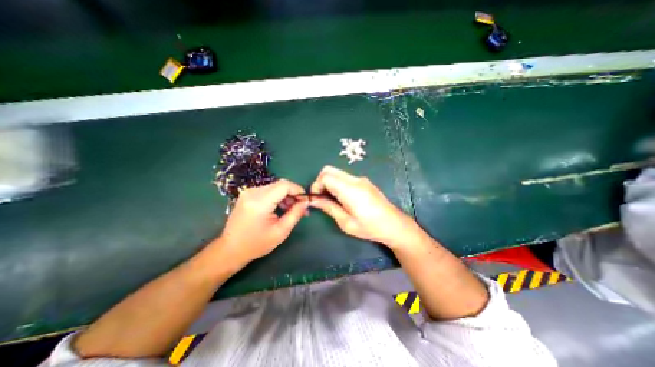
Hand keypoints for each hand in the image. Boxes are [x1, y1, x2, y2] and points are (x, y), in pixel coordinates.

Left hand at [215, 179, 307, 267]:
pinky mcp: (248, 194)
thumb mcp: (280, 232)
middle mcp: (252, 192)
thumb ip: (295, 214)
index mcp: (260, 202)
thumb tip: (306, 202)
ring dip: (286, 196)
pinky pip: (268, 190)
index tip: (305, 201)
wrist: (230, 249)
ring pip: (275, 187)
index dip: (298, 190)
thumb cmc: (256, 244)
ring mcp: (248, 192)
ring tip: (291, 210)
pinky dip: (277, 197)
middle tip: (300, 208)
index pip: (284, 185)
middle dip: (293, 194)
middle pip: (280, 184)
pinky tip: (280, 208)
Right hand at [309, 167, 418, 249]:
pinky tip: (341, 198)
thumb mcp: (346, 223)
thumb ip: (329, 208)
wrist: (394, 225)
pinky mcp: (364, 181)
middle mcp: (355, 180)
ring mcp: (361, 179)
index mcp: (350, 190)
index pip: (326, 176)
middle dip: (320, 181)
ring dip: (329, 182)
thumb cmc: (370, 228)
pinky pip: (345, 177)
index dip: (316, 185)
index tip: (316, 199)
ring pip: (337, 173)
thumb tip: (314, 201)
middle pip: (329, 170)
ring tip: (331, 200)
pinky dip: (337, 183)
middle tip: (321, 197)